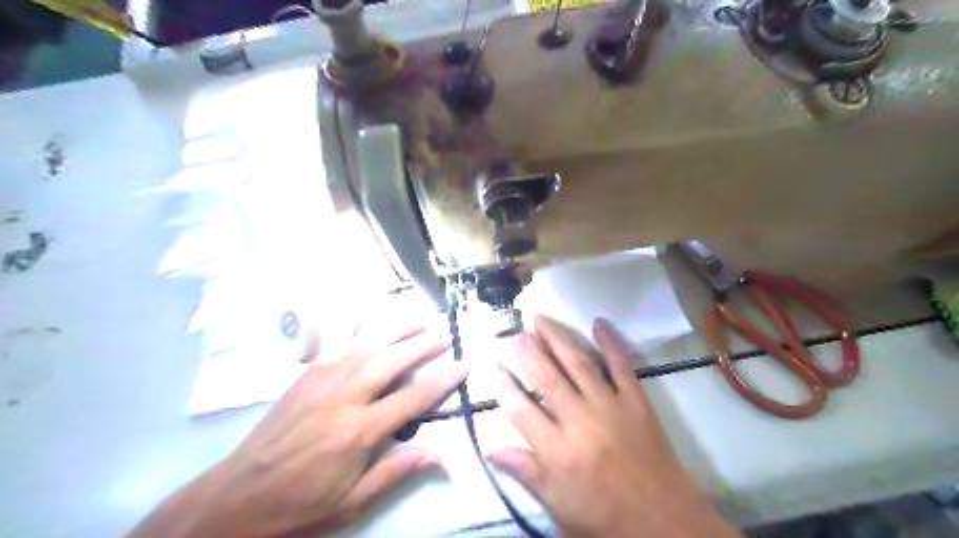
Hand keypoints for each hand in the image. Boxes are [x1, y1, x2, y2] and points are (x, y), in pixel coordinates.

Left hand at [128, 315, 471, 537]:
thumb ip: (395, 472)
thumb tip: (438, 455)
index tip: (464, 366)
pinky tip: (365, 311)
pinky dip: (351, 324)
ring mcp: (322, 381)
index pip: (411, 400)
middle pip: (391, 361)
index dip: (442, 382)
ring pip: (365, 344)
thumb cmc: (300, 503)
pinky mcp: (306, 376)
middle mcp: (344, 397)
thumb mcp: (352, 502)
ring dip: (394, 328)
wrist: (237, 498)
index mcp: (359, 431)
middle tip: (445, 333)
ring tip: (417, 317)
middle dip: (422, 345)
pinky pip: (332, 342)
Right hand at [488, 318, 739, 537]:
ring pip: (578, 363)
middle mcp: (580, 422)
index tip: (491, 363)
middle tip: (516, 332)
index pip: (520, 410)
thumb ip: (525, 472)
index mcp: (557, 452)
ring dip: (558, 338)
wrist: (666, 525)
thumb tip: (490, 449)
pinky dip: (611, 342)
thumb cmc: (605, 519)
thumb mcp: (558, 506)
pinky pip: (622, 365)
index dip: (503, 384)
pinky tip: (599, 323)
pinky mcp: (637, 401)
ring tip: (541, 319)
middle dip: (528, 351)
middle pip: (547, 377)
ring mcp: (611, 407)